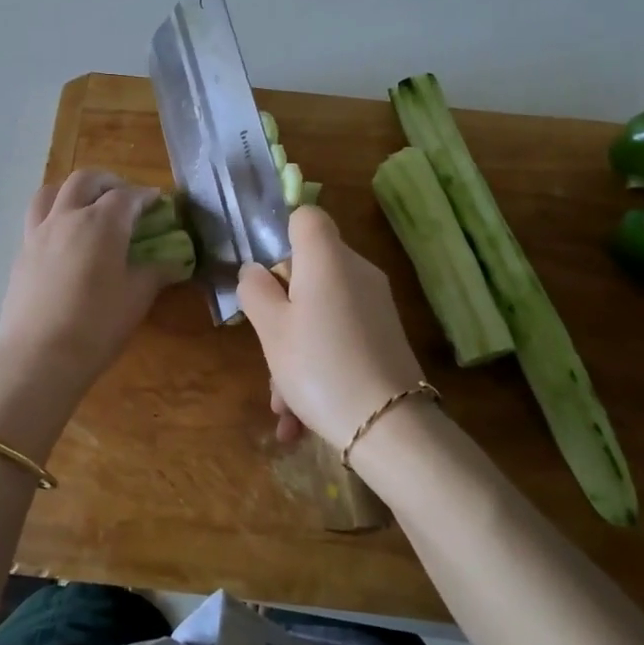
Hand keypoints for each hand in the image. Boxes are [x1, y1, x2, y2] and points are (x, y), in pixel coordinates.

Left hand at [0, 170, 185, 398]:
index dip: (145, 196)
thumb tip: (175, 262)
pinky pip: (37, 219)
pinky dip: (53, 215)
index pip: (127, 196)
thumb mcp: (137, 298)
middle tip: (123, 196)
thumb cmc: (97, 325)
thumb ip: (156, 272)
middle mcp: (67, 217)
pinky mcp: (21, 253)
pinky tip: (63, 239)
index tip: (157, 201)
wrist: (39, 355)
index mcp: (101, 223)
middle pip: (85, 180)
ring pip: (51, 191)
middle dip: (108, 182)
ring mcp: (39, 233)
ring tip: (85, 206)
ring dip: (72, 190)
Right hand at [238, 206, 425, 449]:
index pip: (306, 216)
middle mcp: (357, 272)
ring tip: (281, 403)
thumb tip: (257, 272)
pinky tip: (298, 417)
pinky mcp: (385, 336)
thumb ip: (255, 291)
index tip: (265, 276)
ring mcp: (375, 305)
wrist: (389, 427)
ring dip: (294, 351)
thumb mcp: (270, 329)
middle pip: (309, 269)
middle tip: (267, 348)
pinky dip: (318, 365)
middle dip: (281, 309)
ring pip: (321, 311)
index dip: (281, 235)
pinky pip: (340, 336)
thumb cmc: (318, 366)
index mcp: (327, 259)